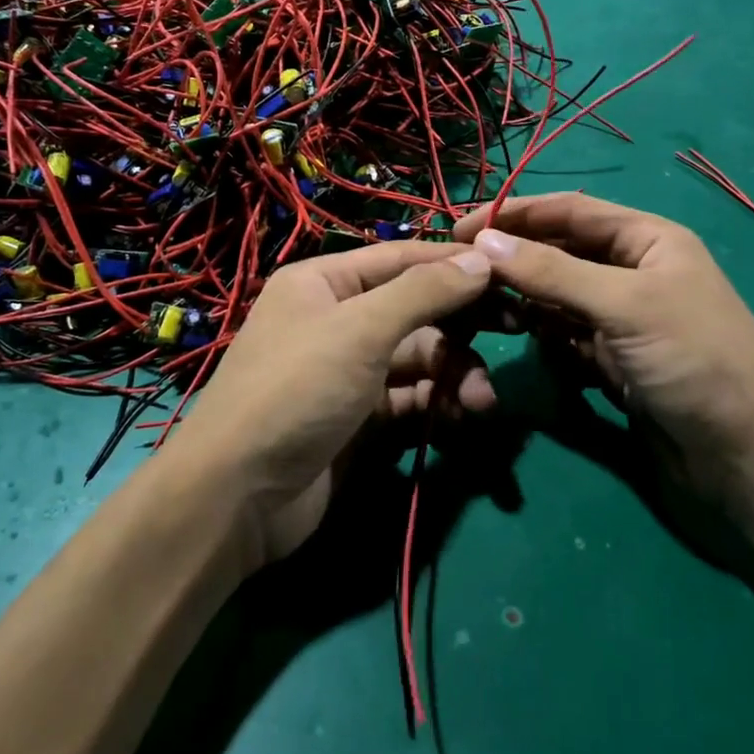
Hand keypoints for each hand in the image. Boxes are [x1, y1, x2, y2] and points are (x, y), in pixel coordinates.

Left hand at [171, 241, 495, 569]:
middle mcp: (336, 319)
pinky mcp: (357, 418)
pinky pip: (408, 398)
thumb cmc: (297, 390)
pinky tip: (459, 419)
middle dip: (460, 327)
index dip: (455, 264)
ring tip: (480, 403)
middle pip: (415, 309)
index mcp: (325, 282)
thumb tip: (481, 260)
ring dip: (453, 374)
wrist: (237, 496)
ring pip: (417, 359)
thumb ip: (423, 293)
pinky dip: (435, 405)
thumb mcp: (360, 330)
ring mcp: (347, 371)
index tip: (508, 274)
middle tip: (515, 332)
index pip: (403, 258)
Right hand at [454, 193, 753, 508]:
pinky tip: (522, 341)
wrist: (751, 461)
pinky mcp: (614, 364)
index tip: (461, 228)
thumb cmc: (696, 361)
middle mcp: (634, 273)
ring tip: (483, 309)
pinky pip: (566, 339)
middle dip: (515, 259)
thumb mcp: (625, 305)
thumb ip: (552, 272)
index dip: (515, 213)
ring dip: (525, 300)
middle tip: (460, 271)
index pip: (570, 211)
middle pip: (560, 252)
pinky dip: (544, 338)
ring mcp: (623, 321)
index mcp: (648, 240)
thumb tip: (483, 241)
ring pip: (558, 298)